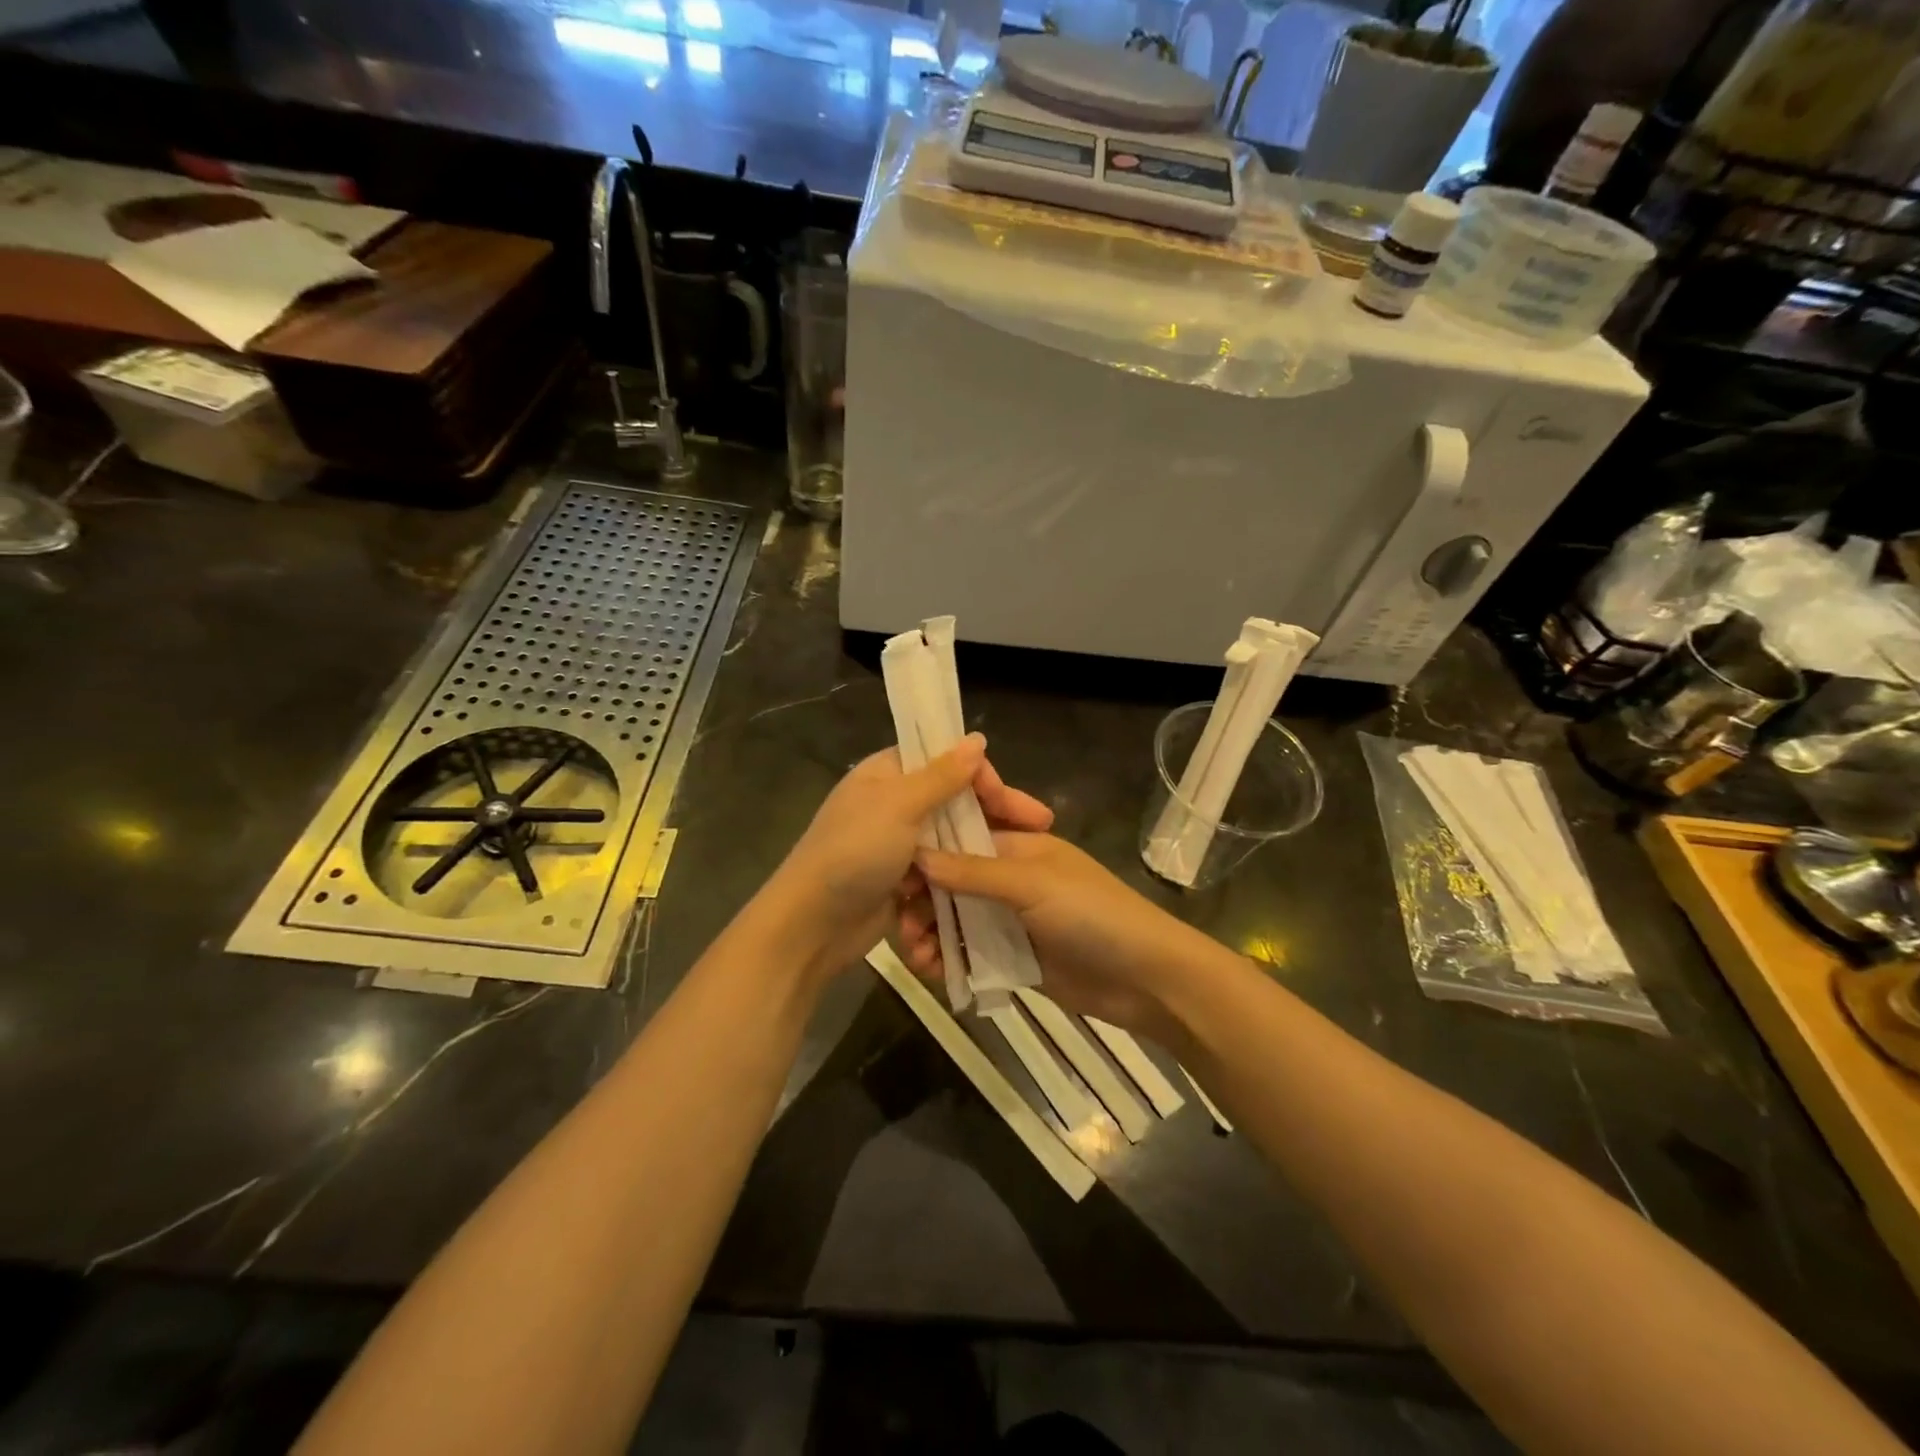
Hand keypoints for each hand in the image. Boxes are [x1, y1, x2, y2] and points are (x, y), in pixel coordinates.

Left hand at [769, 735, 1052, 983]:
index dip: (982, 777)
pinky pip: (939, 872)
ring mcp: (895, 845)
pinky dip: (960, 876)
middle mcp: (891, 803)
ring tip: (1023, 861)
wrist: (811, 926)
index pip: (945, 760)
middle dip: (994, 815)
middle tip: (1040, 827)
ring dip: (980, 849)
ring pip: (950, 839)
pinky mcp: (899, 881)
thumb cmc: (854, 853)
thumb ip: (942, 775)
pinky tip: (992, 885)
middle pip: (953, 801)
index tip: (1014, 802)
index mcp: (886, 774)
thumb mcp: (900, 806)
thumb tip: (977, 738)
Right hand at [901, 833, 1216, 1042]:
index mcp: (1018, 846)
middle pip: (951, 881)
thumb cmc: (1093, 915)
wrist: (1145, 979)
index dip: (925, 851)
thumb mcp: (1032, 884)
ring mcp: (1010, 919)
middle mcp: (1009, 877)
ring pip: (955, 918)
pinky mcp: (1012, 957)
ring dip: (931, 932)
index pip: (960, 837)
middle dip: (922, 900)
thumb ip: (974, 871)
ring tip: (917, 956)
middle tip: (901, 924)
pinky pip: (970, 952)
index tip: (893, 873)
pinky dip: (949, 959)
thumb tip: (918, 855)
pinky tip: (934, 972)